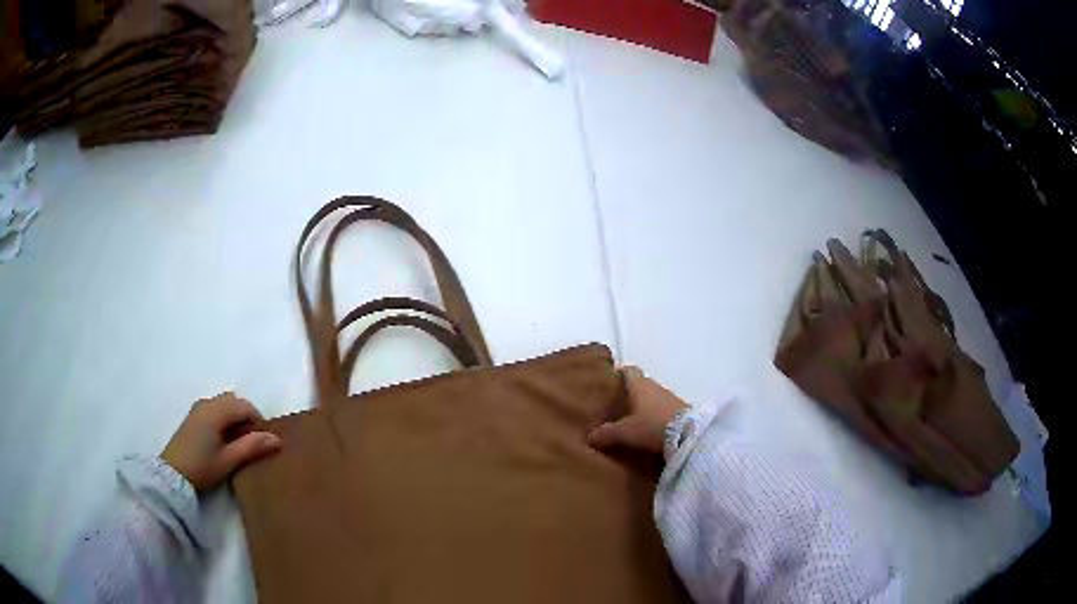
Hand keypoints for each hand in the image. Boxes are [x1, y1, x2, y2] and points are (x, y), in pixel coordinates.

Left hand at [161, 392, 281, 491]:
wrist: (172, 475)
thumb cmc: (202, 467)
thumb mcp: (229, 460)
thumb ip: (251, 447)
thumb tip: (276, 439)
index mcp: (216, 411)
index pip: (244, 405)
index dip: (258, 420)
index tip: (262, 442)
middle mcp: (207, 403)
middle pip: (234, 401)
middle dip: (246, 417)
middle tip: (252, 442)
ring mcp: (198, 408)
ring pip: (224, 404)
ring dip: (234, 417)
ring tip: (238, 442)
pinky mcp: (193, 417)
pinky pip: (214, 409)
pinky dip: (224, 418)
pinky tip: (223, 440)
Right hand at [588, 366, 687, 454]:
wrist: (689, 435)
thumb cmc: (652, 425)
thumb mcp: (626, 432)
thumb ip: (607, 433)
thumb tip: (590, 437)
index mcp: (640, 385)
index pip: (628, 371)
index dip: (618, 373)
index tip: (609, 381)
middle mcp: (655, 387)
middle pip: (640, 385)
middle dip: (629, 394)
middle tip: (615, 406)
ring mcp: (670, 399)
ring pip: (651, 399)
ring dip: (642, 406)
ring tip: (629, 420)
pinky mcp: (680, 412)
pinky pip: (661, 410)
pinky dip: (653, 416)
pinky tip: (647, 429)